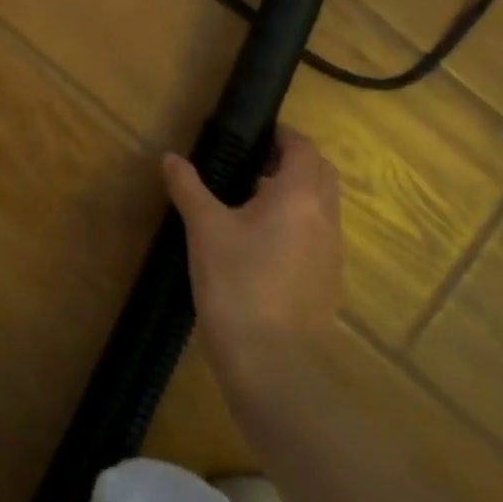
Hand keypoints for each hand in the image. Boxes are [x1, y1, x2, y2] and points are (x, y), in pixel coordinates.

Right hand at [163, 127, 344, 396]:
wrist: (273, 365)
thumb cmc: (237, 285)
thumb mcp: (205, 231)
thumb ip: (189, 188)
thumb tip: (170, 157)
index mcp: (299, 196)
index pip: (304, 148)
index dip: (283, 136)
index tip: (255, 136)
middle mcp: (325, 218)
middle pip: (320, 173)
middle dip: (293, 162)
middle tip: (253, 165)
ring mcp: (332, 253)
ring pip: (322, 207)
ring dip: (297, 195)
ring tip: (252, 205)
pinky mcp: (329, 282)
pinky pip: (319, 237)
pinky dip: (299, 226)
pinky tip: (263, 247)